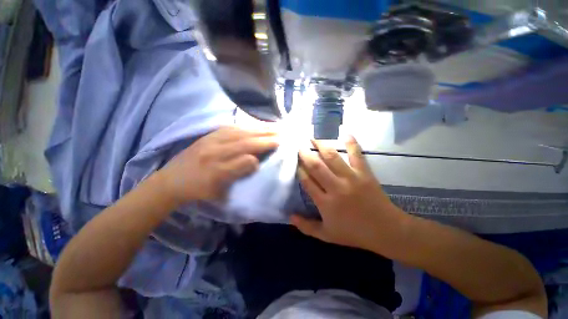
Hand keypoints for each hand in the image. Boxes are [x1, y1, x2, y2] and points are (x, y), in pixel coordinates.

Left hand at [159, 126, 278, 205]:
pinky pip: (231, 128)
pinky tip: (255, 125)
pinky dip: (246, 126)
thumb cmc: (199, 190)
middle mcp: (214, 153)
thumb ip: (238, 176)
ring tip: (273, 127)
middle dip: (265, 137)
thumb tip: (255, 162)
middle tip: (281, 133)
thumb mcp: (219, 193)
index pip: (245, 159)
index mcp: (217, 171)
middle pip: (244, 142)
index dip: (262, 151)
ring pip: (239, 132)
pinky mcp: (208, 135)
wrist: (171, 180)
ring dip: (258, 128)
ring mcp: (210, 141)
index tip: (277, 147)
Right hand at [291, 137, 407, 253]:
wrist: (386, 231)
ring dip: (321, 145)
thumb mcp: (327, 235)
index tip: (295, 162)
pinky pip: (356, 155)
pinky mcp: (364, 173)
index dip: (300, 170)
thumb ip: (307, 227)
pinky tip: (345, 132)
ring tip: (313, 137)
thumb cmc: (354, 233)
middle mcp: (335, 187)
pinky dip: (351, 143)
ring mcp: (350, 178)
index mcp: (325, 203)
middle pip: (316, 166)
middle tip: (299, 145)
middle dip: (306, 154)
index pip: (307, 182)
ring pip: (332, 157)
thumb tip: (290, 216)